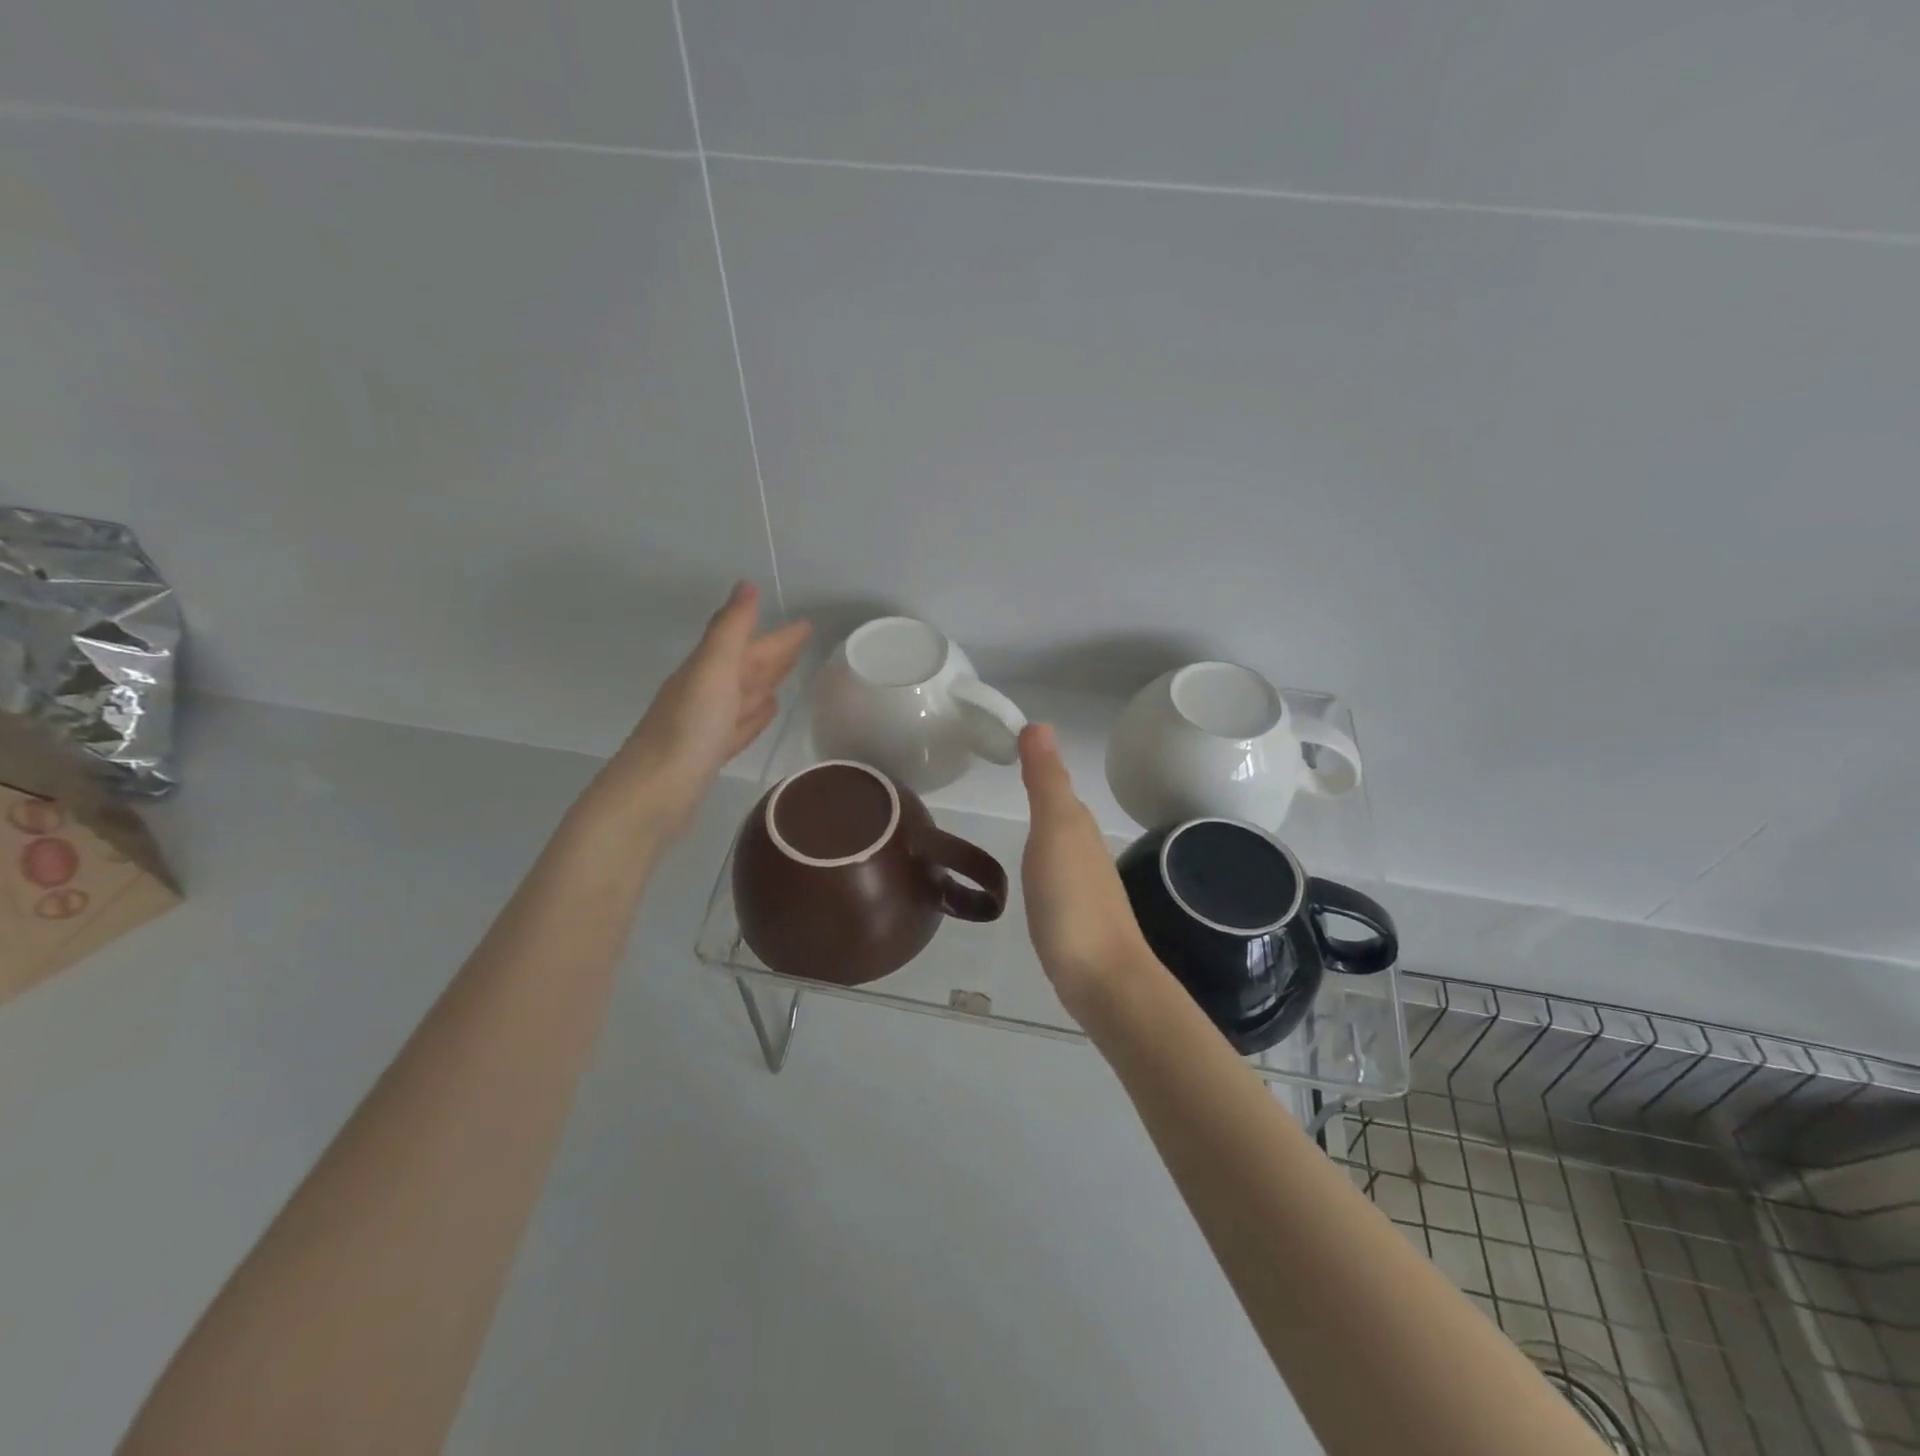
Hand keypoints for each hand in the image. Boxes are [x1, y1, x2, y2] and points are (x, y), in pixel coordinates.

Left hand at [594, 582, 810, 841]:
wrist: (654, 794)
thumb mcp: (712, 671)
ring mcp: (706, 725)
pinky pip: (740, 725)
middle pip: (746, 667)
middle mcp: (705, 693)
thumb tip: (745, 583)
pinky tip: (766, 712)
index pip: (749, 645)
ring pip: (743, 696)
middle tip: (803, 642)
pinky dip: (754, 716)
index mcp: (706, 670)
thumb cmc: (688, 730)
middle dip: (773, 653)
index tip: (806, 624)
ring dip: (764, 682)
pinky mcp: (710, 754)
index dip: (777, 635)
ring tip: (788, 673)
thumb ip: (730, 629)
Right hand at [1017, 723, 1154, 1023]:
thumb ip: (1046, 781)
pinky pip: (1057, 874)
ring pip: (1062, 843)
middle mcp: (1086, 849)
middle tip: (1006, 774)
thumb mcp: (1055, 831)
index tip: (1007, 743)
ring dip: (1045, 827)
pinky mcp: (1076, 917)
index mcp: (1077, 825)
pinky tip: (1036, 874)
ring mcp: (1084, 886)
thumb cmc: (1072, 901)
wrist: (1103, 979)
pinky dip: (1045, 862)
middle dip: (1041, 792)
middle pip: (1061, 811)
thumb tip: (1040, 724)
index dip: (1036, 762)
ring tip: (1018, 818)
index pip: (1056, 782)